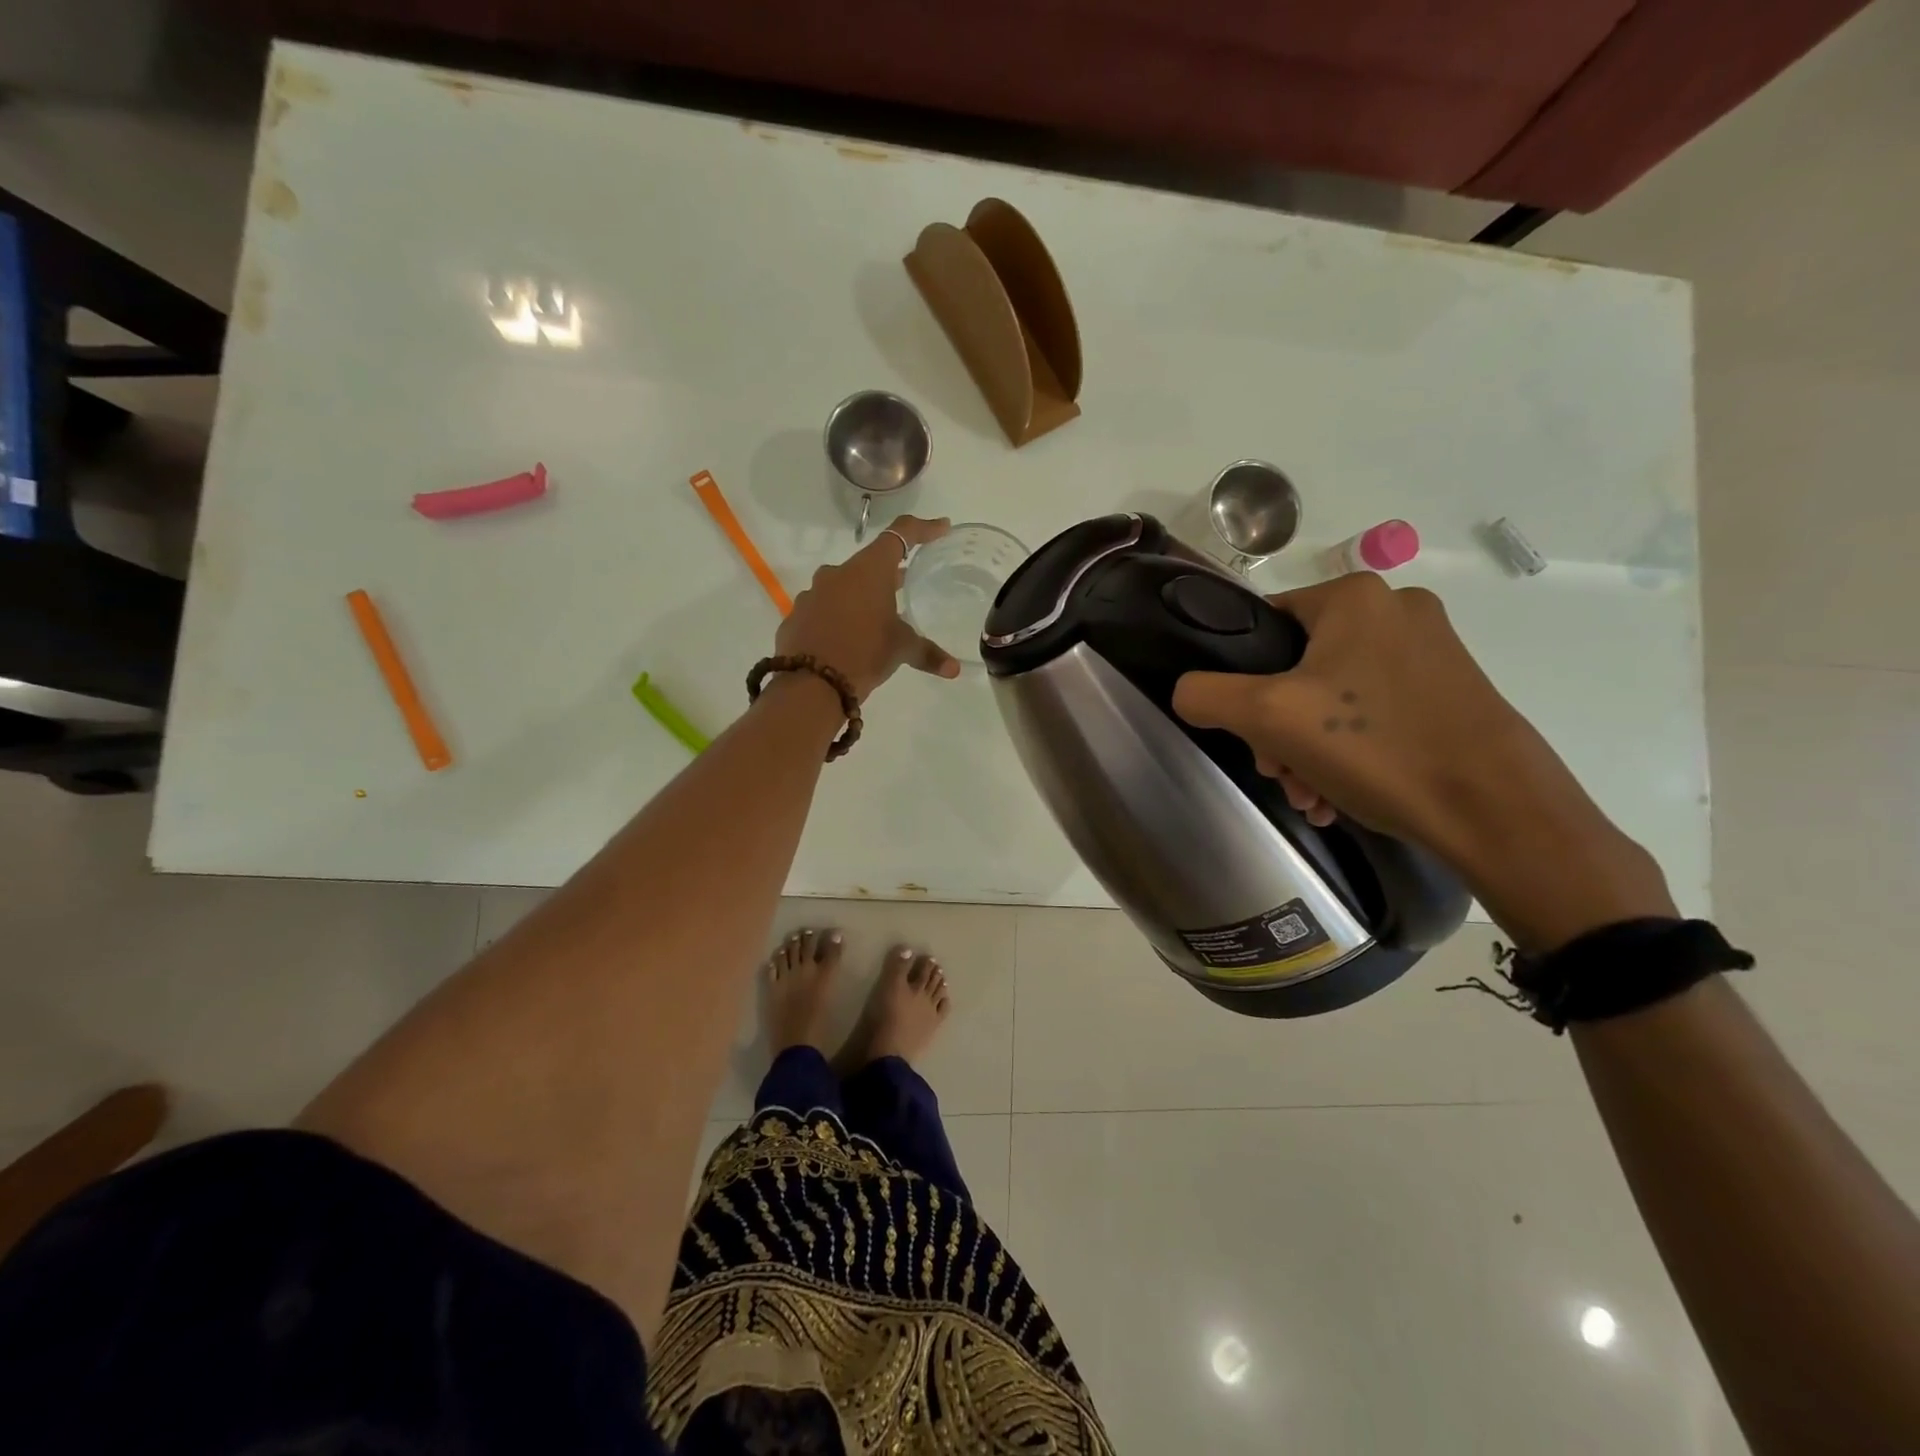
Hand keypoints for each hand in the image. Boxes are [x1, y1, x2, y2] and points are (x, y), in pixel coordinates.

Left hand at [775, 515, 961, 698]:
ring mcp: (813, 594)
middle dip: (888, 574)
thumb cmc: (864, 654)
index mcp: (869, 570)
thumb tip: (954, 669)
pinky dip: (838, 617)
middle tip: (905, 585)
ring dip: (860, 597)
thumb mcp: (901, 650)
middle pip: (869, 564)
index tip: (941, 527)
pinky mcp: (797, 616)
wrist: (811, 684)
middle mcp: (838, 573)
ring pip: (843, 587)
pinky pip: (823, 610)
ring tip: (874, 619)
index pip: (900, 535)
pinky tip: (846, 638)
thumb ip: (928, 654)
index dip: (923, 529)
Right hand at [1171, 572, 1674, 949]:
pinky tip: (1338, 795)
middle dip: (1277, 728)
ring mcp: (1431, 650)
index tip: (1247, 731)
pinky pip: (1374, 712)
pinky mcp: (1452, 690)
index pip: (1264, 624)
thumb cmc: (1375, 747)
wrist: (1496, 810)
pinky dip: (1348, 750)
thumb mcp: (1267, 717)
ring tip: (1309, 796)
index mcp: (1354, 596)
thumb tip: (1186, 692)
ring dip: (1307, 748)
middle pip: (1297, 665)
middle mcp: (1395, 609)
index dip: (1241, 678)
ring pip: (1333, 695)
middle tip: (1278, 773)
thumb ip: (1206, 694)